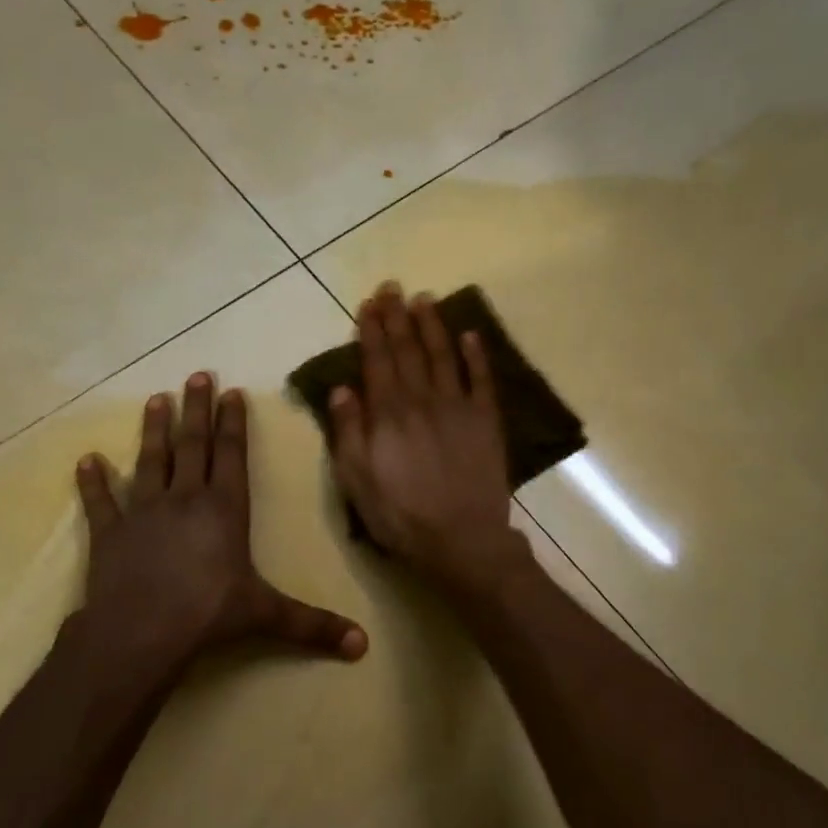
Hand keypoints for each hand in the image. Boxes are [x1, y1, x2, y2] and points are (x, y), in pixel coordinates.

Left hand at [76, 372, 367, 667]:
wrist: (140, 634)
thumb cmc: (209, 615)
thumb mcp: (268, 616)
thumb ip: (314, 625)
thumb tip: (363, 646)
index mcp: (225, 509)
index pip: (231, 455)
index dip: (232, 422)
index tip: (230, 392)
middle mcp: (185, 498)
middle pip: (192, 445)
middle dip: (196, 409)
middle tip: (196, 375)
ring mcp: (144, 512)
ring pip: (150, 461)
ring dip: (153, 430)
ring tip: (156, 400)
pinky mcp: (110, 533)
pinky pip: (101, 502)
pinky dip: (93, 482)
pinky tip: (87, 460)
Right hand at [328, 284, 525, 591]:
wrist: (461, 539)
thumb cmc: (400, 515)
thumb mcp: (356, 481)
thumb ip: (348, 432)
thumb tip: (341, 388)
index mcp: (388, 413)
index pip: (377, 361)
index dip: (371, 330)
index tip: (368, 304)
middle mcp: (422, 399)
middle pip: (408, 350)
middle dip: (397, 317)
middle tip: (392, 287)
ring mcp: (458, 407)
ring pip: (443, 355)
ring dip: (432, 325)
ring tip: (424, 299)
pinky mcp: (486, 420)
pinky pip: (482, 379)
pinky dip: (476, 355)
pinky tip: (470, 335)